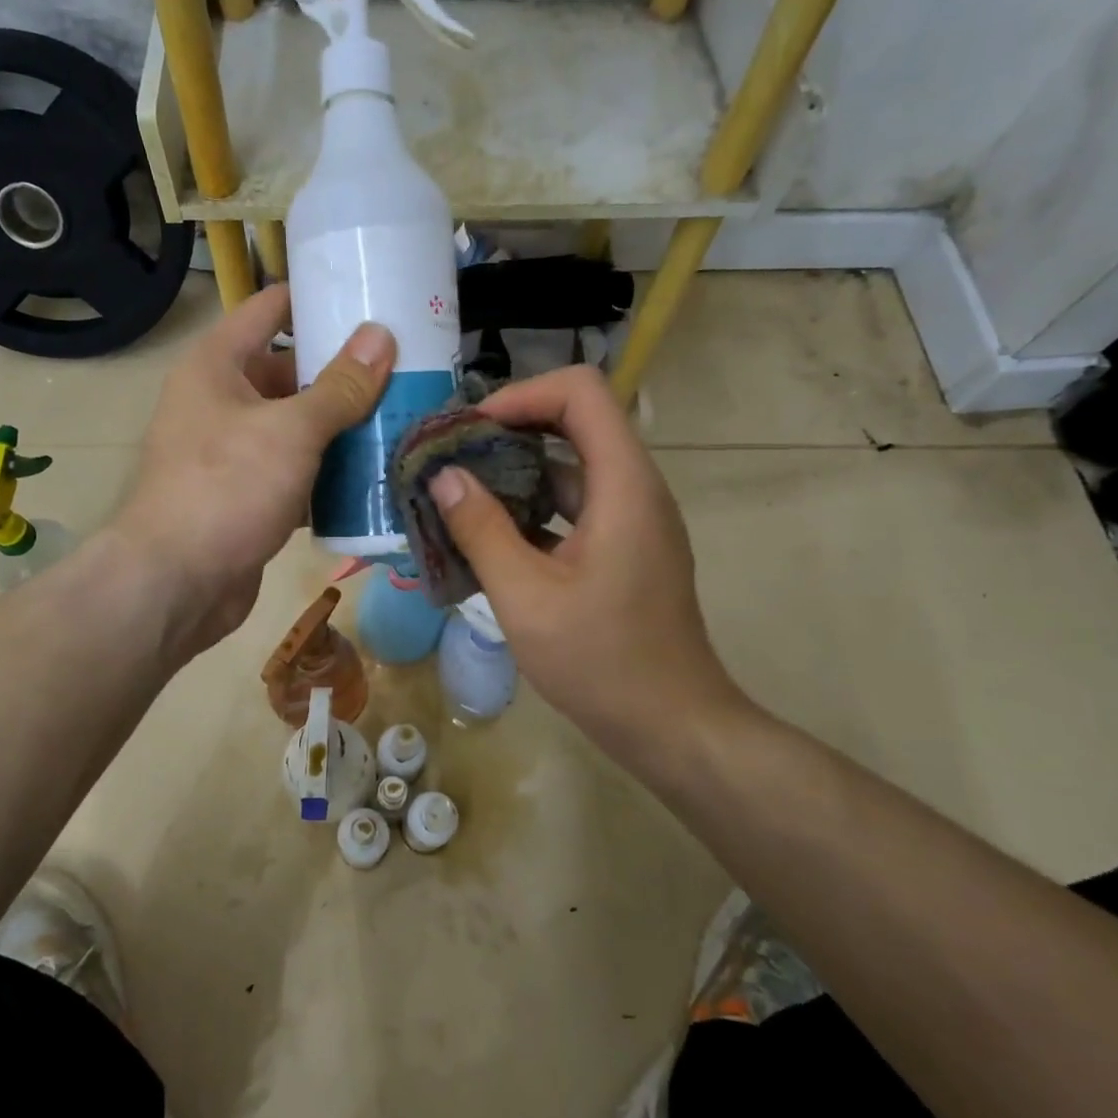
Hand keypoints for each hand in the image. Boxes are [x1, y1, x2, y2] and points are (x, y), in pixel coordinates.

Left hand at [113, 284, 394, 655]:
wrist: (177, 583)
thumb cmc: (226, 488)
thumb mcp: (290, 430)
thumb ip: (340, 386)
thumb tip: (381, 336)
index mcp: (218, 364)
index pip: (271, 308)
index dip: (319, 299)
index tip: (373, 299)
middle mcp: (222, 400)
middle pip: (292, 372)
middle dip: (345, 373)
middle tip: (407, 368)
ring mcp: (235, 451)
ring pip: (298, 426)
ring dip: (344, 427)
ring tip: (405, 416)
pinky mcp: (249, 495)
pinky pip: (297, 470)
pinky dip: (329, 472)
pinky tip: (376, 473)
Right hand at [425, 365, 750, 763]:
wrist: (673, 726)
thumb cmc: (601, 661)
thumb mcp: (525, 597)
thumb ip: (481, 529)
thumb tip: (445, 476)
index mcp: (623, 485)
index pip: (581, 392)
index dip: (522, 395)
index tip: (471, 430)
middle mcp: (636, 489)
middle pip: (576, 423)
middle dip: (510, 432)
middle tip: (453, 460)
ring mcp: (634, 520)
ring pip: (572, 468)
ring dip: (517, 474)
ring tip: (460, 498)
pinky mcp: (627, 548)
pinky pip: (577, 506)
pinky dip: (534, 509)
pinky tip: (491, 538)